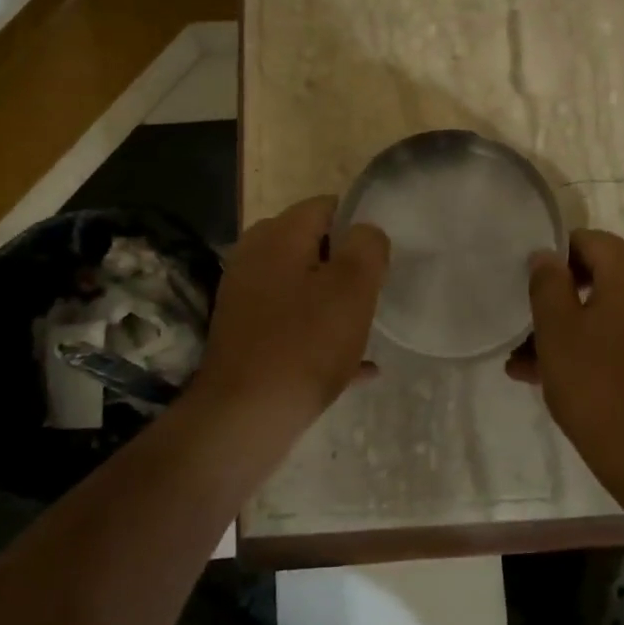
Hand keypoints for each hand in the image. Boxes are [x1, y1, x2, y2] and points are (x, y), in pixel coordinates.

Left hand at [198, 196, 388, 423]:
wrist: (245, 418)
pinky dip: (319, 336)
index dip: (359, 227)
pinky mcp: (244, 333)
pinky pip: (292, 324)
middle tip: (372, 293)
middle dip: (345, 265)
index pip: (326, 206)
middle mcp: (254, 257)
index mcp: (278, 235)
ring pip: (303, 286)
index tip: (379, 259)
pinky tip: (355, 366)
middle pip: (312, 246)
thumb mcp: (353, 287)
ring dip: (334, 303)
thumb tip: (366, 232)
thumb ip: (367, 246)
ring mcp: (245, 297)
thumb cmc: (305, 343)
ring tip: (364, 328)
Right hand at [507, 229, 623, 496]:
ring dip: (569, 325)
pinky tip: (550, 375)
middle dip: (561, 295)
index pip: (586, 240)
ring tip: (526, 358)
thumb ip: (547, 282)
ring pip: (607, 308)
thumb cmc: (596, 380)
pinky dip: (592, 343)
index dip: (553, 259)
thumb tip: (546, 255)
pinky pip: (622, 334)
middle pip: (600, 273)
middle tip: (529, 318)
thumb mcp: (556, 328)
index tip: (528, 287)